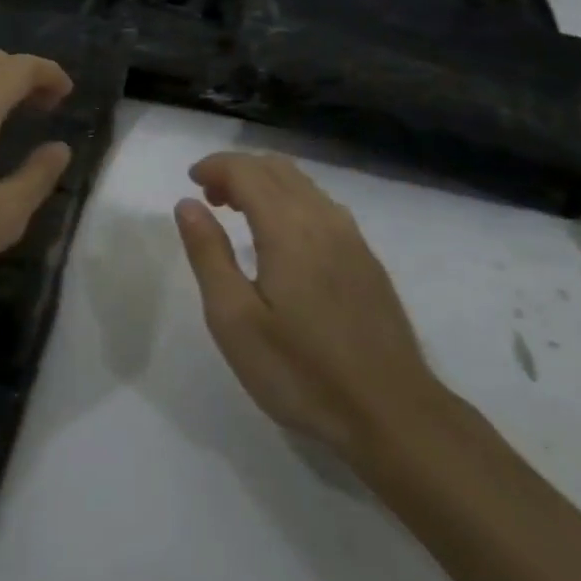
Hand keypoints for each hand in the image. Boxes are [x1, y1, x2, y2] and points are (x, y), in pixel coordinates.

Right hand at [174, 152, 439, 460]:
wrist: (392, 414)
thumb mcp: (234, 320)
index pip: (246, 170)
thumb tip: (188, 204)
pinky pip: (321, 205)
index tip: (191, 181)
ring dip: (265, 183)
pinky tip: (283, 238)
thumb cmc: (301, 370)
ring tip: (239, 213)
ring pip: (302, 183)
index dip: (215, 166)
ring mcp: (351, 237)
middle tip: (210, 199)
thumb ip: (208, 254)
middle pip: (275, 168)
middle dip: (237, 171)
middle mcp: (322, 217)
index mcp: (287, 226)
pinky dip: (291, 200)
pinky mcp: (367, 258)